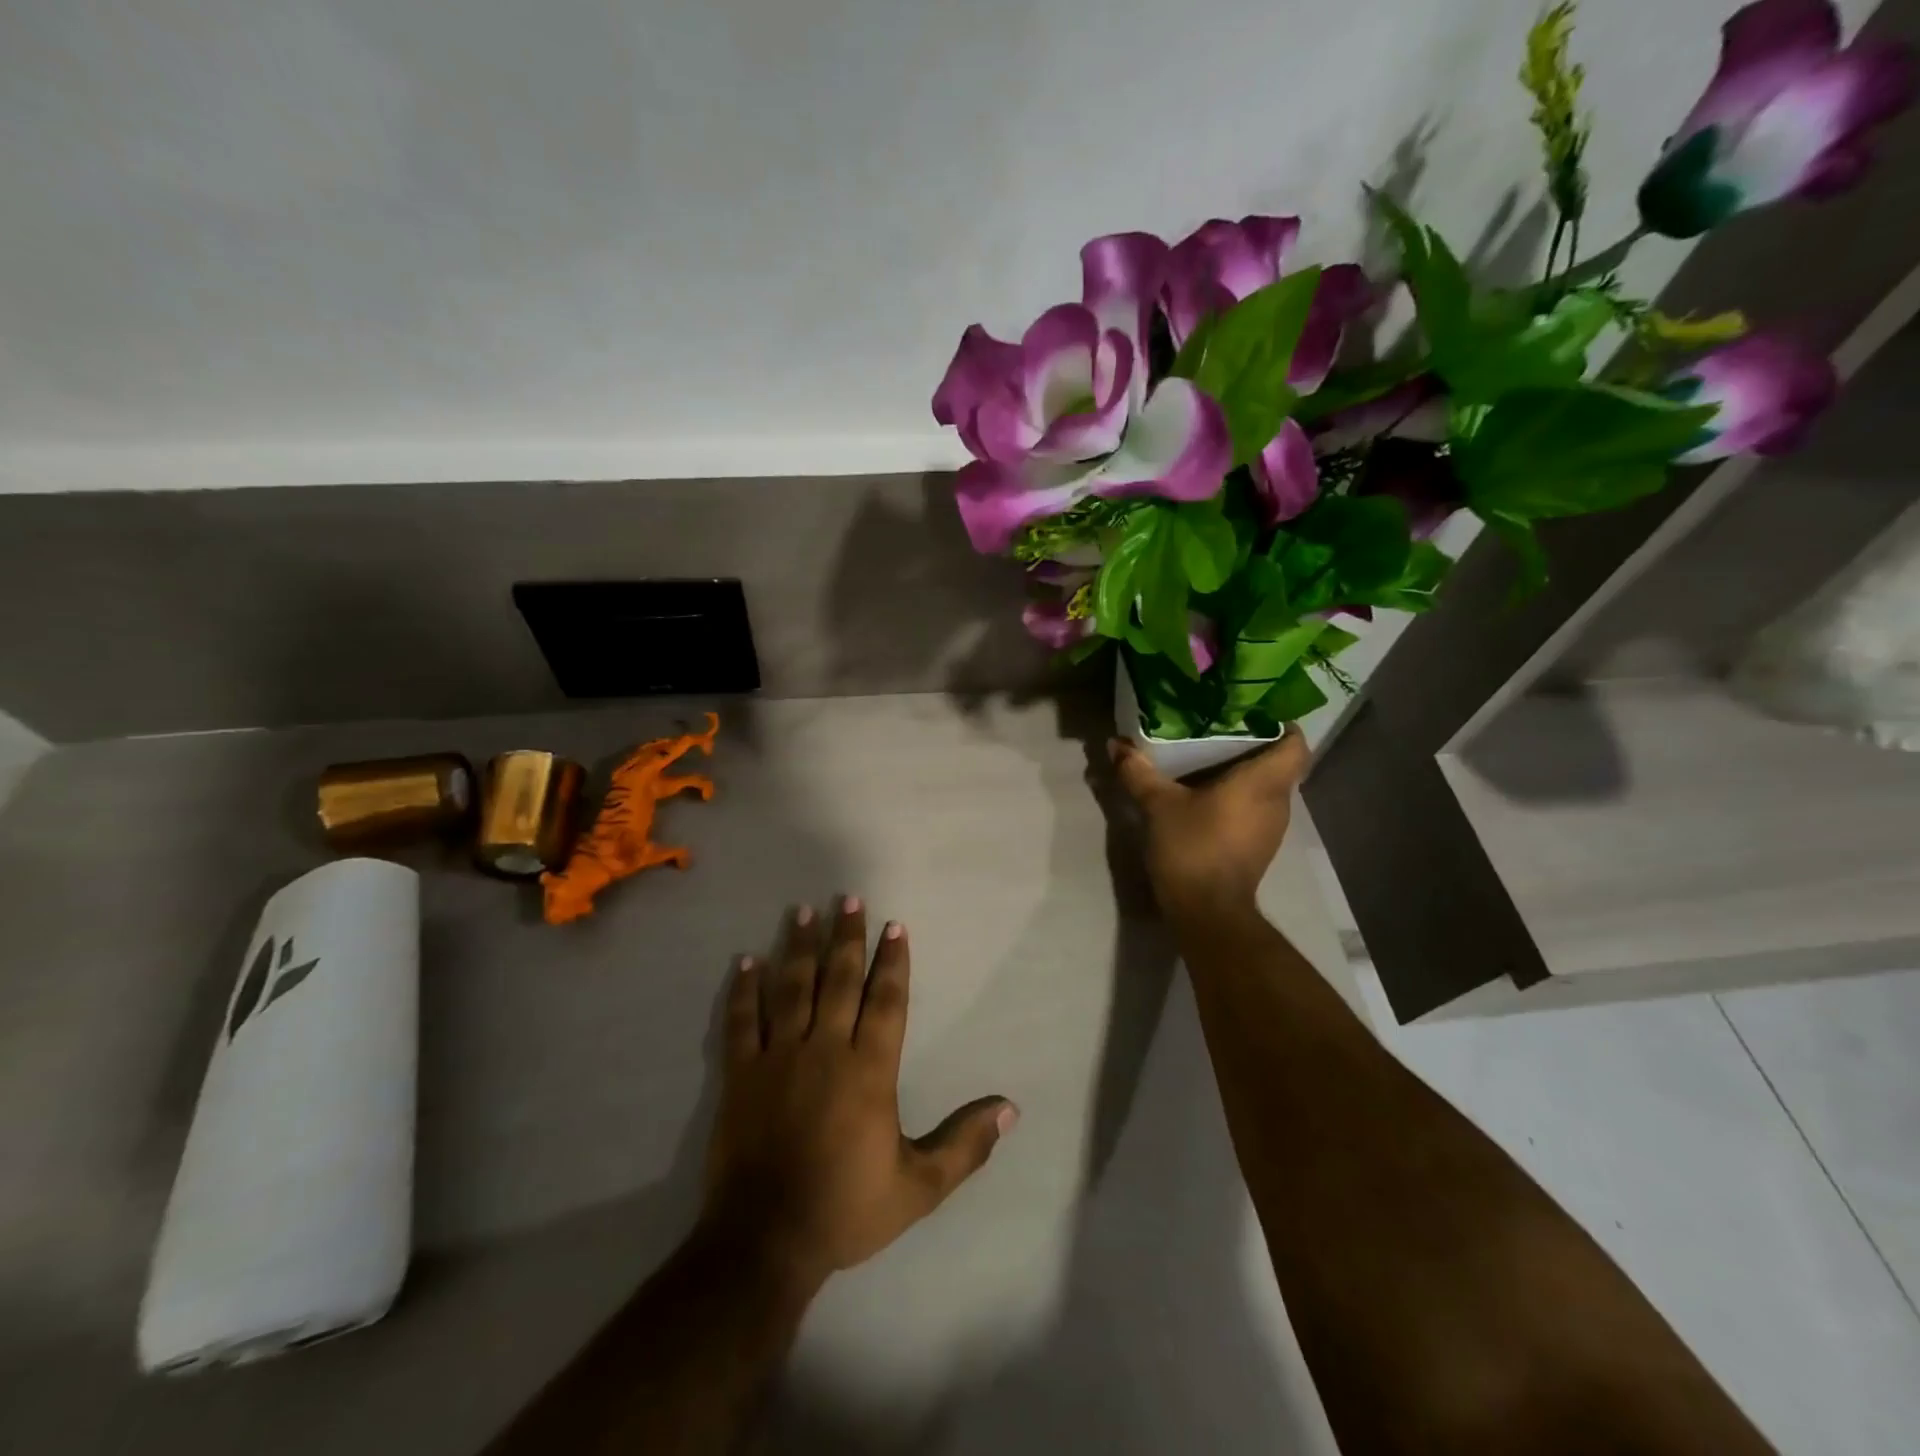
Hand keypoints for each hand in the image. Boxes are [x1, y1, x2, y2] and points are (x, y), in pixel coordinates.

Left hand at [702, 899, 1017, 1290]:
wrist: (765, 1242)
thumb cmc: (846, 1209)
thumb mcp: (919, 1187)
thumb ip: (965, 1144)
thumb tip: (1010, 1109)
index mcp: (869, 1070)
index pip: (886, 1001)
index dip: (893, 961)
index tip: (895, 926)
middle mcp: (825, 1050)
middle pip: (839, 980)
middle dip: (847, 937)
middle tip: (849, 899)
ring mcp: (779, 1058)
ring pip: (791, 988)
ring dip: (798, 948)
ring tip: (803, 912)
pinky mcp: (741, 1075)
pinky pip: (743, 1021)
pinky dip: (744, 990)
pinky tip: (746, 961)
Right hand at [1109, 729, 1311, 922]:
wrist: (1208, 912)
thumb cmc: (1193, 847)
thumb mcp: (1158, 805)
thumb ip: (1138, 771)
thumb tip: (1115, 744)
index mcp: (1263, 782)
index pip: (1296, 743)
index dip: (1282, 724)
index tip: (1253, 712)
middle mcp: (1278, 801)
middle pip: (1280, 763)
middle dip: (1255, 745)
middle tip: (1220, 728)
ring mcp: (1272, 827)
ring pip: (1268, 788)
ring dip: (1246, 774)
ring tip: (1211, 759)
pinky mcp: (1260, 847)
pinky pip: (1257, 809)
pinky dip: (1240, 798)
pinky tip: (1209, 796)